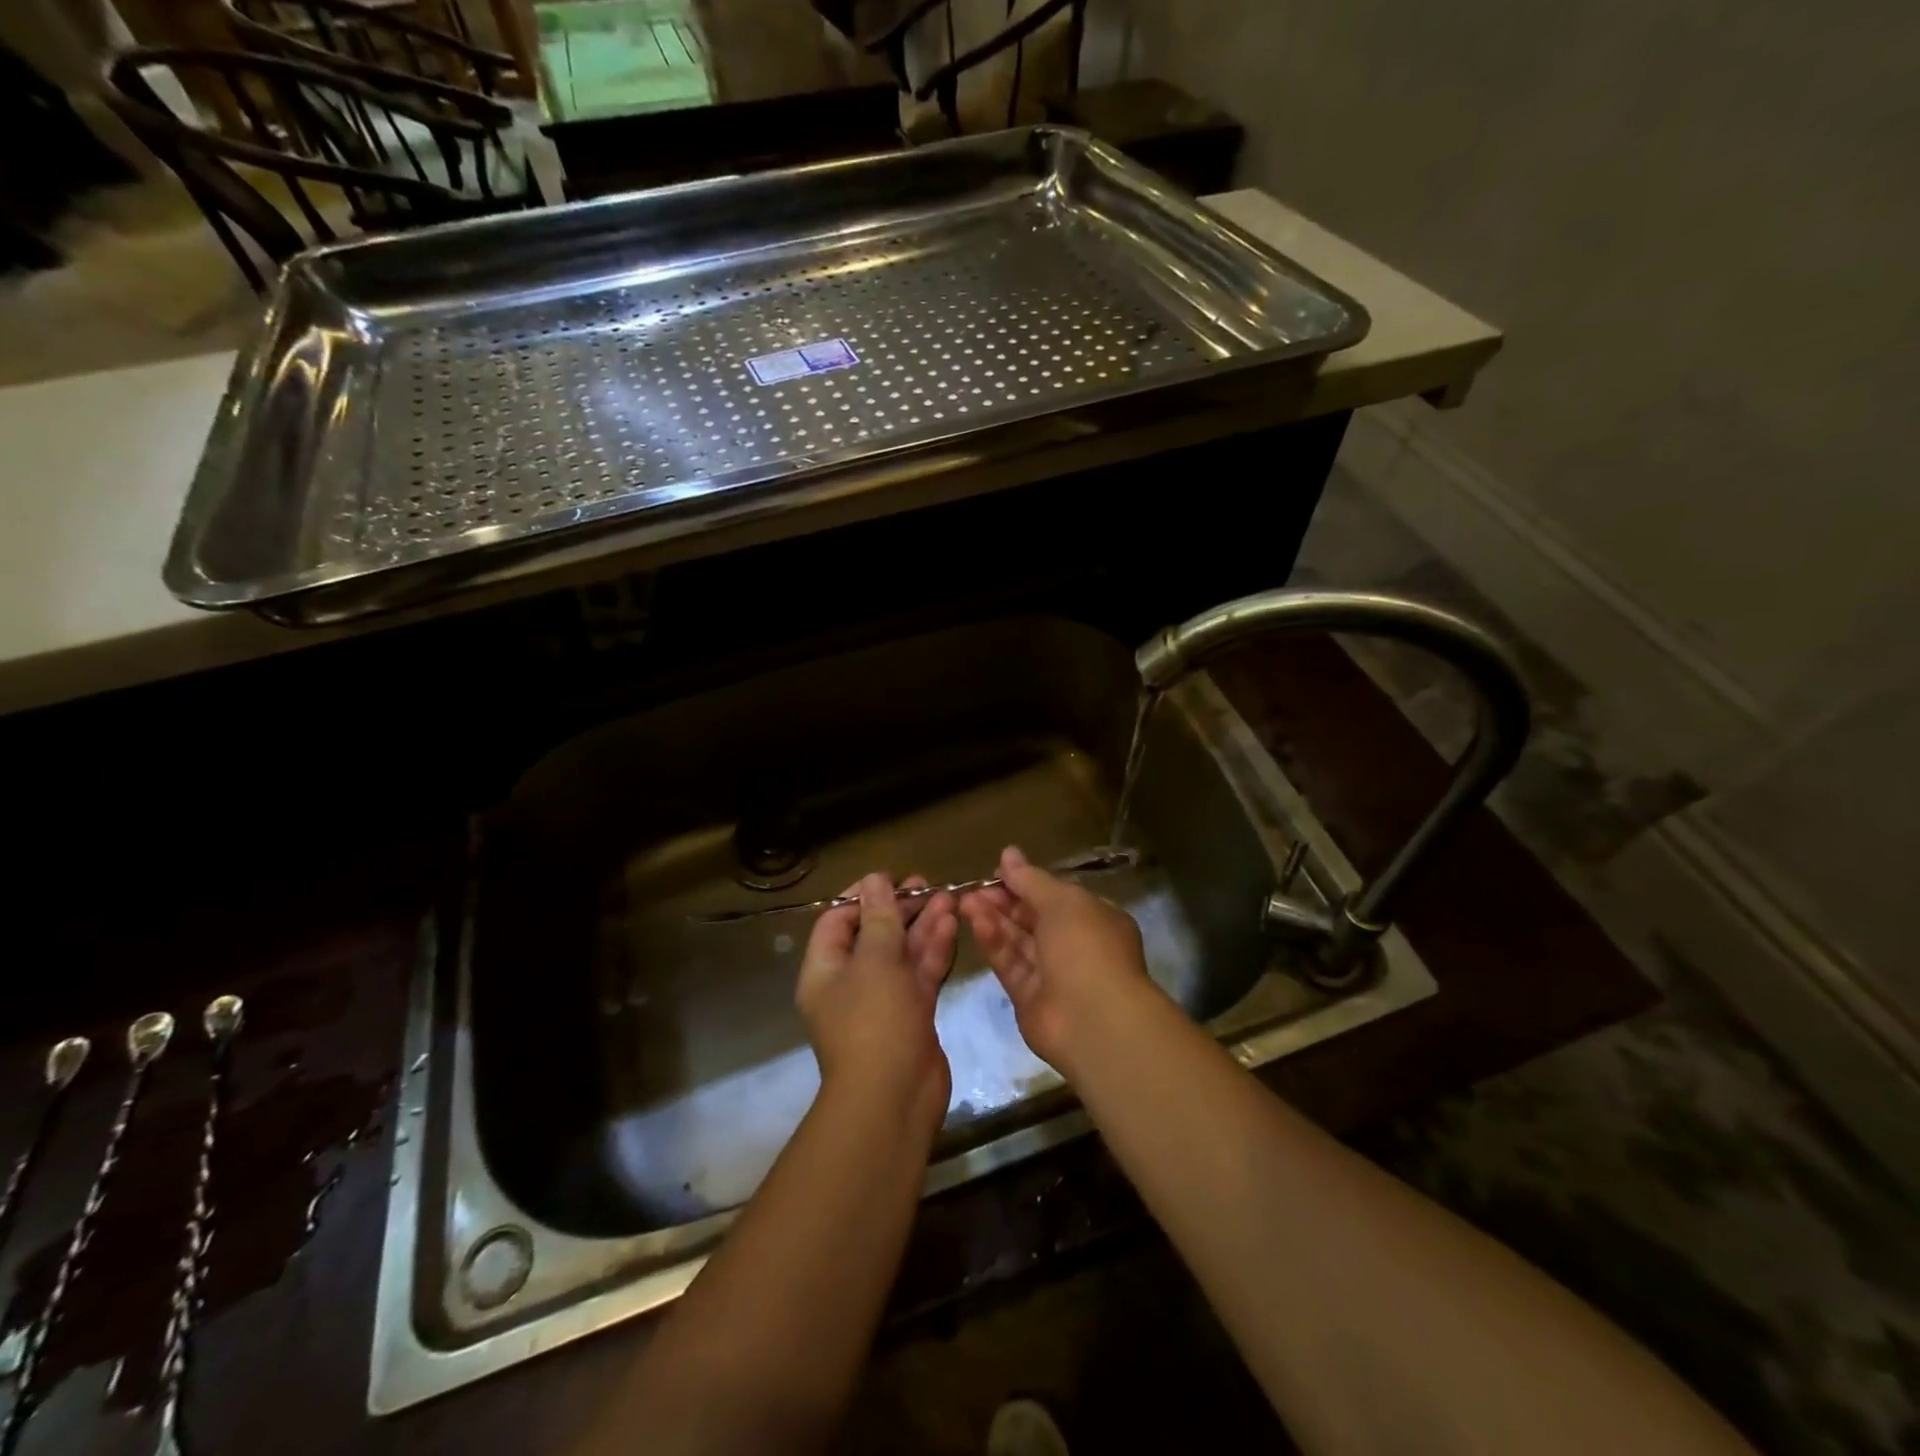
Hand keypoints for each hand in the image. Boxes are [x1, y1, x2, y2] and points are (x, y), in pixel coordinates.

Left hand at [797, 874, 956, 1123]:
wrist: (894, 1098)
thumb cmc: (873, 1021)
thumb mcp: (874, 960)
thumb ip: (879, 917)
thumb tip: (874, 880)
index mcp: (825, 970)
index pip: (837, 921)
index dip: (861, 896)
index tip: (890, 878)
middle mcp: (851, 983)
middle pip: (874, 934)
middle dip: (899, 908)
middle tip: (926, 885)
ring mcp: (883, 1000)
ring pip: (902, 952)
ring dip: (922, 925)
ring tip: (947, 895)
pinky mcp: (912, 1014)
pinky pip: (920, 973)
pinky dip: (934, 949)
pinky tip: (951, 923)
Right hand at [959, 846, 1153, 1076]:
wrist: (1093, 1020)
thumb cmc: (1086, 947)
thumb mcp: (1062, 901)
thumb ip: (1031, 880)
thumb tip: (1008, 854)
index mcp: (1095, 919)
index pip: (1057, 896)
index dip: (1028, 882)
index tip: (998, 871)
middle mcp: (1076, 946)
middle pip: (1034, 918)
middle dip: (1005, 901)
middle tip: (974, 887)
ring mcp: (1053, 974)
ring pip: (1018, 941)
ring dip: (994, 919)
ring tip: (965, 900)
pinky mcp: (1030, 998)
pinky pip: (1011, 964)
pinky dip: (994, 943)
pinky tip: (975, 923)